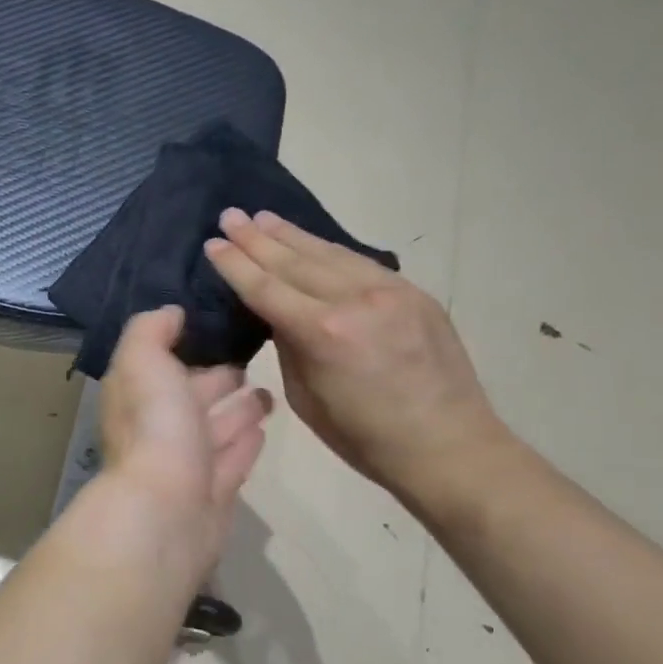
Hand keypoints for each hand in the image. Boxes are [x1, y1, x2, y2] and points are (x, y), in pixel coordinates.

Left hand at [98, 305, 271, 566]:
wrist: (167, 512)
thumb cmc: (154, 426)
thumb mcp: (143, 360)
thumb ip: (151, 330)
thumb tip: (171, 312)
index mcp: (138, 395)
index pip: (160, 363)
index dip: (184, 343)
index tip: (218, 324)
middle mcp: (159, 427)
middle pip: (192, 395)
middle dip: (218, 377)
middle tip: (252, 357)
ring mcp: (187, 462)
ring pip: (216, 428)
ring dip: (239, 409)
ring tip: (269, 390)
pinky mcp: (214, 492)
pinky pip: (233, 459)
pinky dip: (246, 442)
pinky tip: (264, 428)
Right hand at [203, 209, 508, 500]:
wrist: (450, 447)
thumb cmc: (364, 437)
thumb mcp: (305, 397)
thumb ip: (290, 345)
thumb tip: (279, 315)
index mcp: (323, 333)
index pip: (266, 288)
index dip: (236, 264)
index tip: (213, 243)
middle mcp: (355, 300)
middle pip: (293, 262)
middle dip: (257, 239)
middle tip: (229, 216)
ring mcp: (391, 291)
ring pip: (329, 253)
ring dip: (292, 235)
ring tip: (263, 218)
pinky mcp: (415, 293)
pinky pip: (360, 263)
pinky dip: (328, 250)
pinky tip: (311, 242)